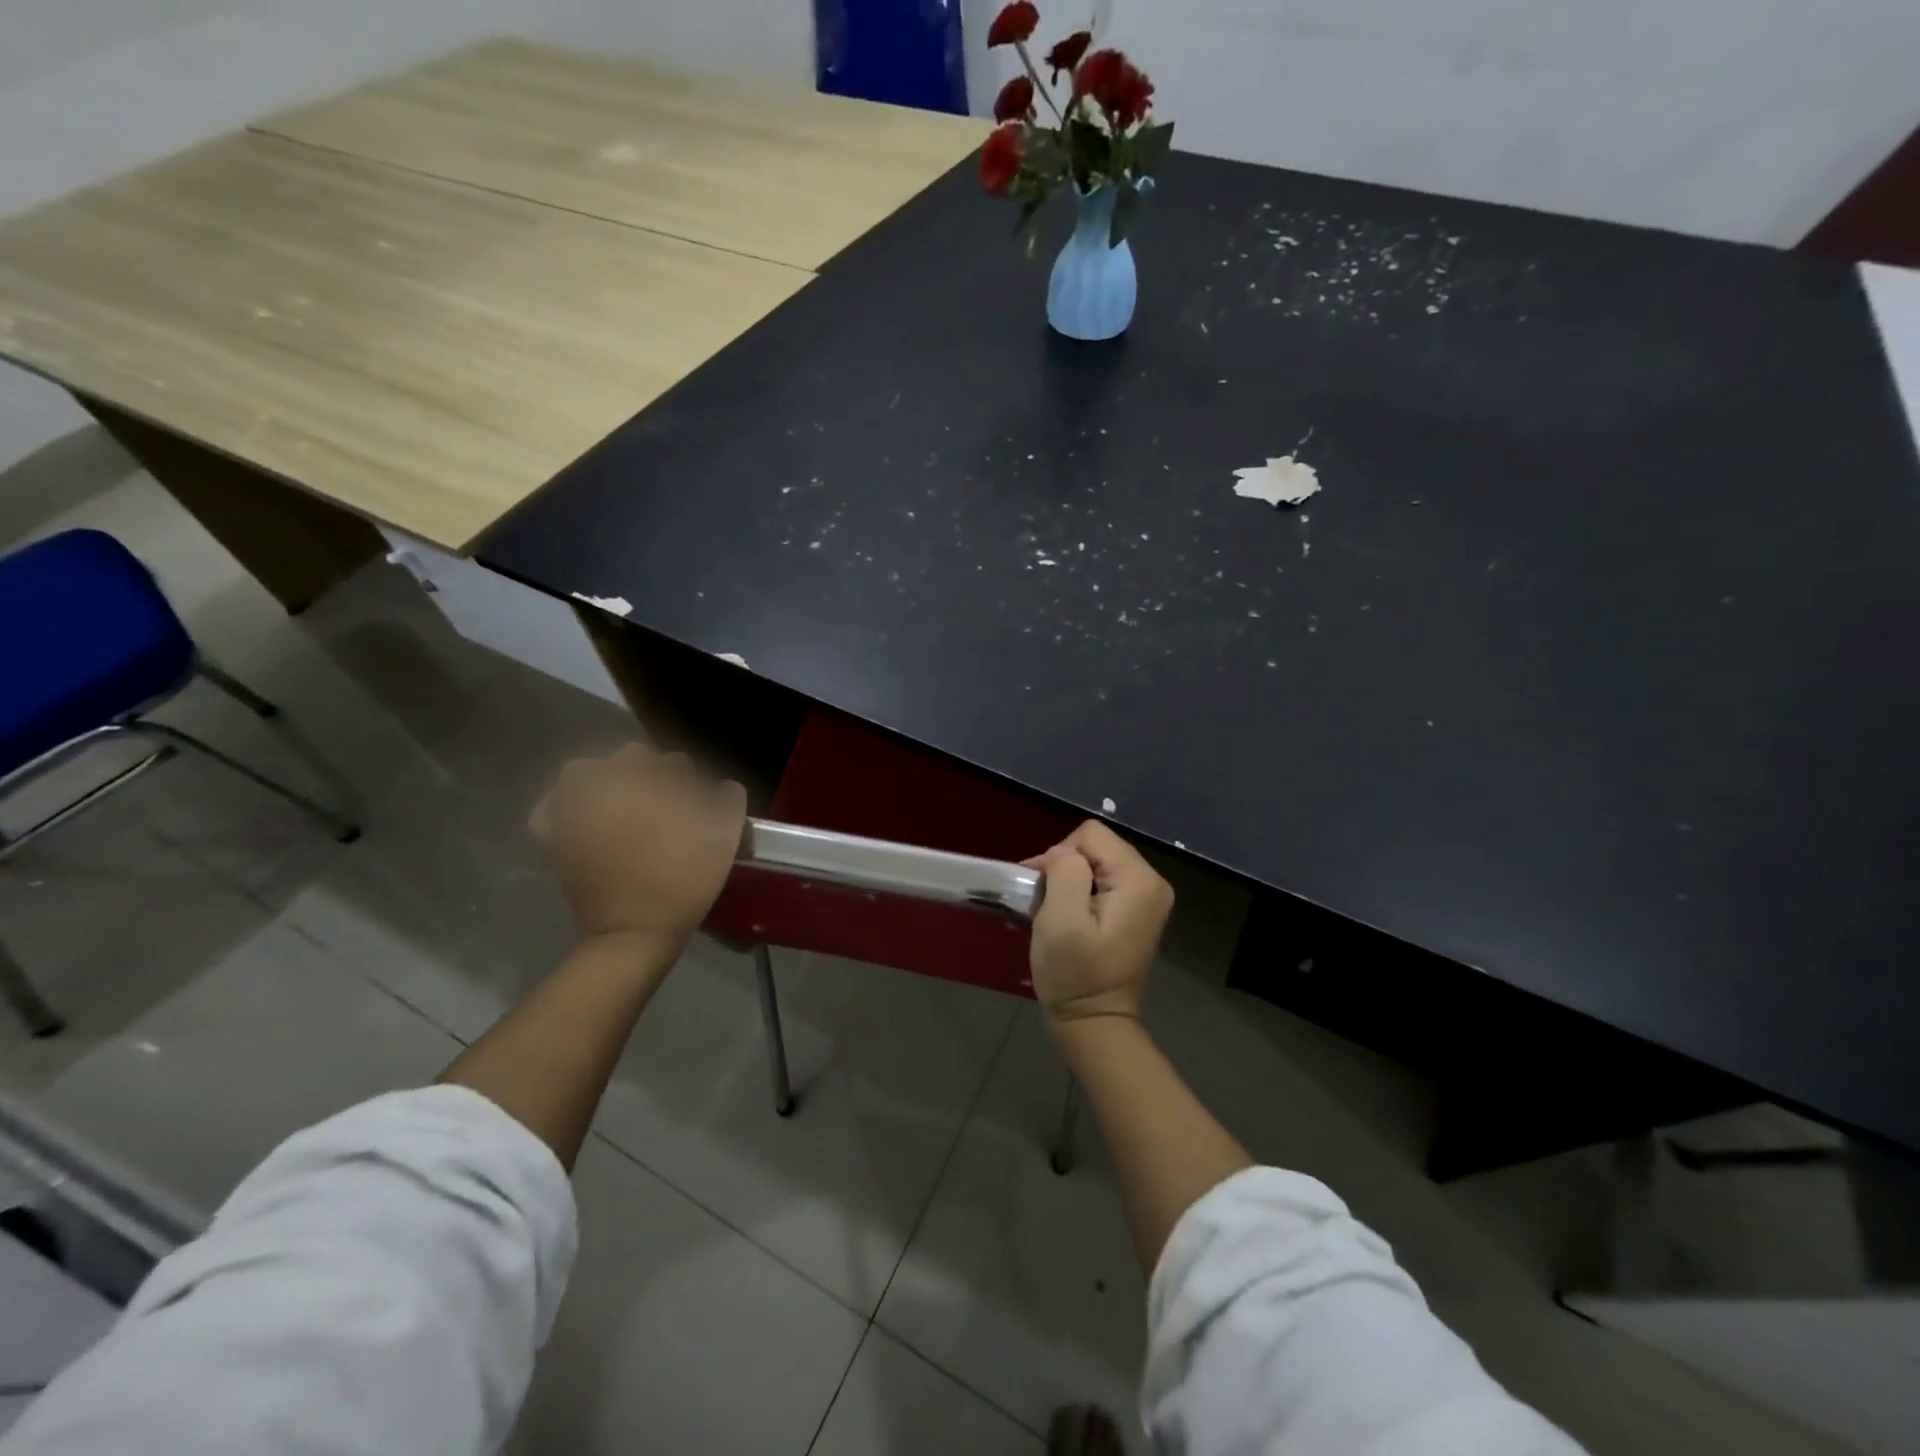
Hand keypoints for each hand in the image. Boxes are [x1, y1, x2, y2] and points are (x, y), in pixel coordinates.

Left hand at [531, 743, 747, 955]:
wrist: (635, 930)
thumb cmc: (683, 872)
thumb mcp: (725, 827)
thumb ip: (727, 793)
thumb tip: (718, 788)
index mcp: (636, 769)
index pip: (672, 763)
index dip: (690, 786)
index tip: (699, 811)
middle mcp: (593, 777)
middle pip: (633, 765)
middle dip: (652, 784)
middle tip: (670, 819)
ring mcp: (563, 806)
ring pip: (595, 781)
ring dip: (615, 793)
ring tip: (635, 824)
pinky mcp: (549, 837)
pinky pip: (561, 807)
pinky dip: (577, 810)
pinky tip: (597, 826)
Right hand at [1026, 821, 1172, 1024]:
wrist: (1095, 1022)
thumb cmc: (1075, 974)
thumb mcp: (1061, 918)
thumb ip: (1065, 871)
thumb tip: (1063, 854)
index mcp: (1139, 879)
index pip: (1091, 835)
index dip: (1061, 855)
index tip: (1044, 889)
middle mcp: (1152, 881)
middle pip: (1097, 845)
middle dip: (1066, 867)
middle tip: (1045, 901)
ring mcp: (1148, 896)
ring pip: (1097, 861)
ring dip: (1071, 880)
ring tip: (1056, 911)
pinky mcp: (1138, 909)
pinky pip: (1104, 879)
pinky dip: (1081, 891)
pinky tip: (1071, 916)